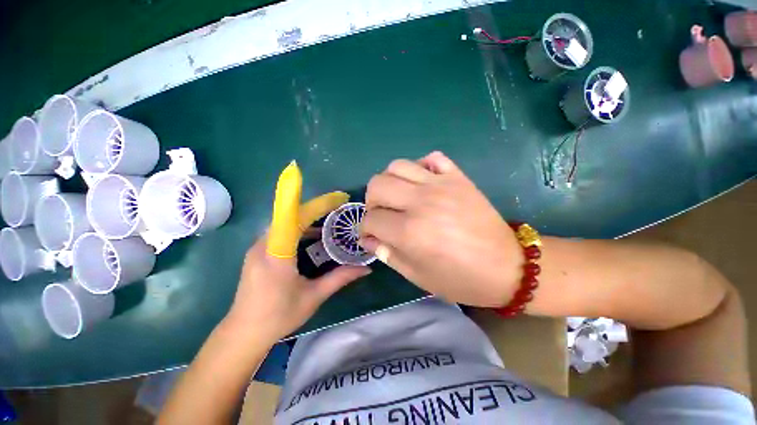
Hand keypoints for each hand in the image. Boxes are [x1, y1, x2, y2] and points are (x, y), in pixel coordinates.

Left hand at [227, 162, 370, 341]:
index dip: (316, 204)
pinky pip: (280, 231)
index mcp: (277, 254)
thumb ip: (340, 278)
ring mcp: (258, 247)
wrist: (243, 334)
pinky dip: (297, 228)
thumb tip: (366, 269)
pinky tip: (311, 238)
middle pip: (292, 216)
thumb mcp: (314, 296)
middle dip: (316, 210)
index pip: (295, 218)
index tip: (336, 197)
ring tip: (329, 223)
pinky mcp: (257, 252)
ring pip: (285, 223)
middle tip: (338, 209)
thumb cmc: (279, 316)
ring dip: (307, 219)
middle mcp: (264, 245)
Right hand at [360, 152, 521, 306]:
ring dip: (390, 181)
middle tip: (381, 214)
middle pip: (377, 184)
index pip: (371, 219)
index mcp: (409, 232)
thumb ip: (388, 255)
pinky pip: (432, 158)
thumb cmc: (460, 279)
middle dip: (371, 201)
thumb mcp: (418, 276)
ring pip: (398, 166)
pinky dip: (420, 167)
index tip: (371, 235)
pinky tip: (423, 183)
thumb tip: (368, 240)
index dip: (365, 228)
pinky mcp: (458, 177)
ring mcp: (441, 185)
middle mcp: (421, 202)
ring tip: (398, 197)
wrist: (508, 267)